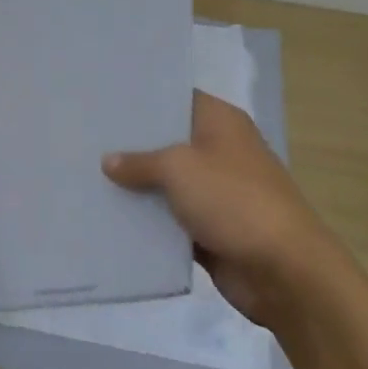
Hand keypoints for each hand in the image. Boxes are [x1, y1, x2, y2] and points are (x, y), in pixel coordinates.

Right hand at [101, 91, 330, 327]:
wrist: (284, 270)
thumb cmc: (234, 200)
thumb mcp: (179, 168)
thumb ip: (140, 161)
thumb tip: (108, 161)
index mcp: (220, 122)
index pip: (176, 98)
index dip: (143, 99)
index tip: (104, 100)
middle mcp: (219, 151)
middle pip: (168, 141)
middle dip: (131, 145)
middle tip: (84, 138)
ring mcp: (215, 192)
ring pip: (167, 183)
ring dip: (136, 187)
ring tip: (86, 176)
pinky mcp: (210, 229)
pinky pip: (170, 220)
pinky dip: (147, 222)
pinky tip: (108, 216)